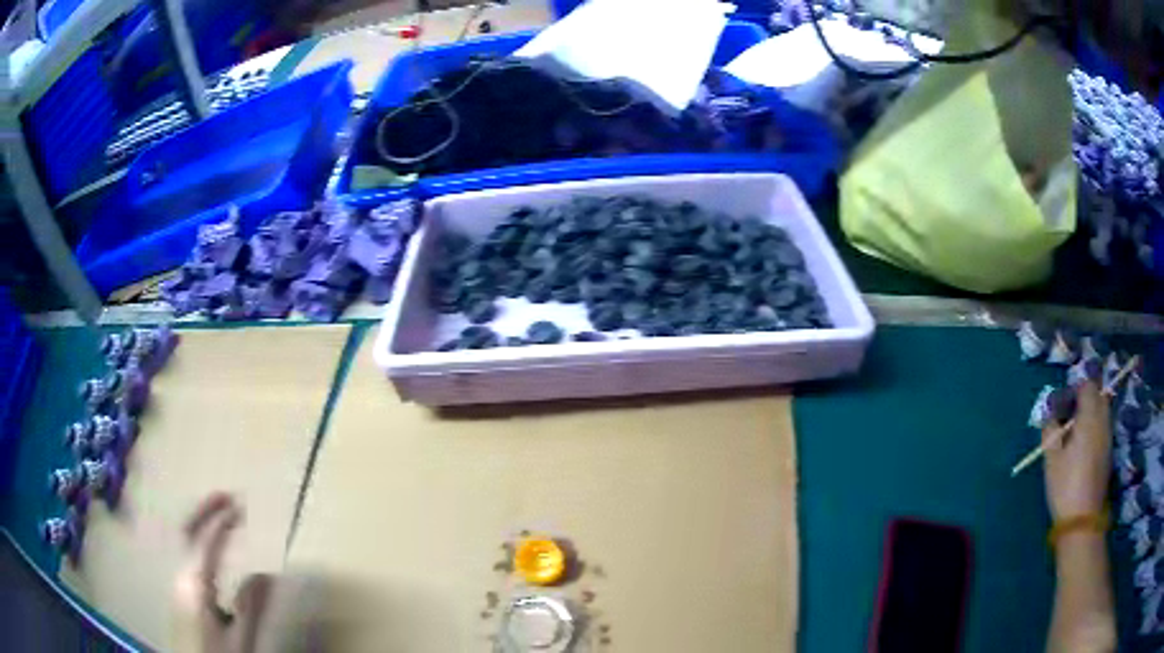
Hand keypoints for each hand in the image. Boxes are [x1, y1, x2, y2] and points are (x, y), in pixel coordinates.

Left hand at [173, 493, 272, 652]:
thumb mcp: (240, 639)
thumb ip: (251, 607)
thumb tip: (266, 574)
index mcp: (194, 583)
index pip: (206, 541)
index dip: (222, 520)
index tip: (240, 505)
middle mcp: (180, 576)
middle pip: (185, 531)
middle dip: (204, 509)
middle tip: (225, 496)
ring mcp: (177, 585)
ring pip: (185, 542)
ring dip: (201, 523)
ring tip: (220, 516)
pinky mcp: (180, 595)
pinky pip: (188, 556)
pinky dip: (200, 542)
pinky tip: (212, 552)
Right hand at [1043, 381, 1111, 520]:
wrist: (1082, 518)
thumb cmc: (1065, 485)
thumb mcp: (1051, 459)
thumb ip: (1050, 430)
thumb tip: (1050, 414)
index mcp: (1089, 416)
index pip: (1087, 386)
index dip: (1076, 388)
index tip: (1064, 404)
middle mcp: (1102, 420)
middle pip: (1099, 395)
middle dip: (1087, 399)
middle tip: (1071, 416)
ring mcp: (1108, 436)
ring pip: (1103, 412)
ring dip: (1092, 414)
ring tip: (1077, 433)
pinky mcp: (1109, 452)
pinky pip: (1104, 428)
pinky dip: (1096, 429)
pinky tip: (1085, 448)